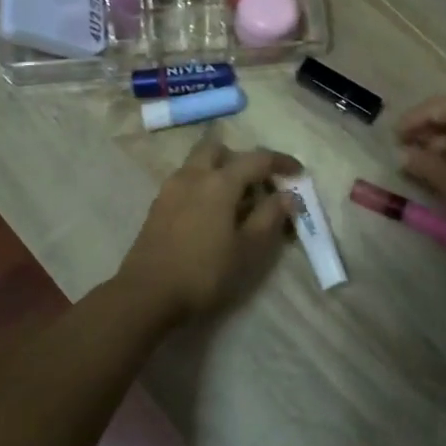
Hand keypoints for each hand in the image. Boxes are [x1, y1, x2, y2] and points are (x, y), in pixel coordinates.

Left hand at [116, 139, 300, 325]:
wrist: (146, 294)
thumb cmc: (204, 273)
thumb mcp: (248, 249)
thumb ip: (269, 217)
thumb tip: (288, 195)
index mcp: (219, 182)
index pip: (257, 159)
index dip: (281, 162)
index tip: (298, 173)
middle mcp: (193, 175)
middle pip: (220, 150)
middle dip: (242, 160)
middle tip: (258, 184)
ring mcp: (171, 188)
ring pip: (199, 163)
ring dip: (221, 171)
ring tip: (237, 201)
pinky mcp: (158, 205)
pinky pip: (187, 180)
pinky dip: (204, 185)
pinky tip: (212, 213)